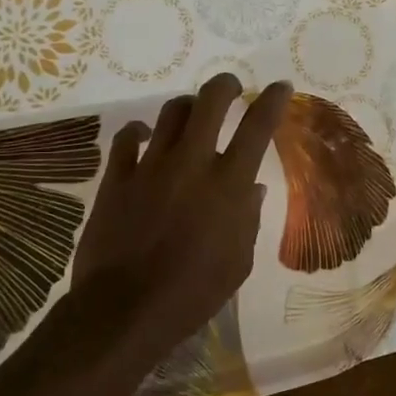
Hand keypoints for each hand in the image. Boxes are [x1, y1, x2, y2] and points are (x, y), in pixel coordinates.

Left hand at [73, 73, 290, 364]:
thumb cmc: (193, 293)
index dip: (272, 100)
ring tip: (191, 114)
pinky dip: (139, 132)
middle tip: (230, 88)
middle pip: (210, 101)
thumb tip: (250, 188)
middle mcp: (191, 163)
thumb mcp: (238, 262)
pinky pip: (126, 138)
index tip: (279, 86)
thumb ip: (247, 219)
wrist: (124, 310)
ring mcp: (150, 167)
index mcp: (229, 185)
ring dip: (186, 107)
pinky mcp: (116, 179)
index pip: (258, 127)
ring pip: (170, 112)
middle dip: (225, 85)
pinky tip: (144, 137)